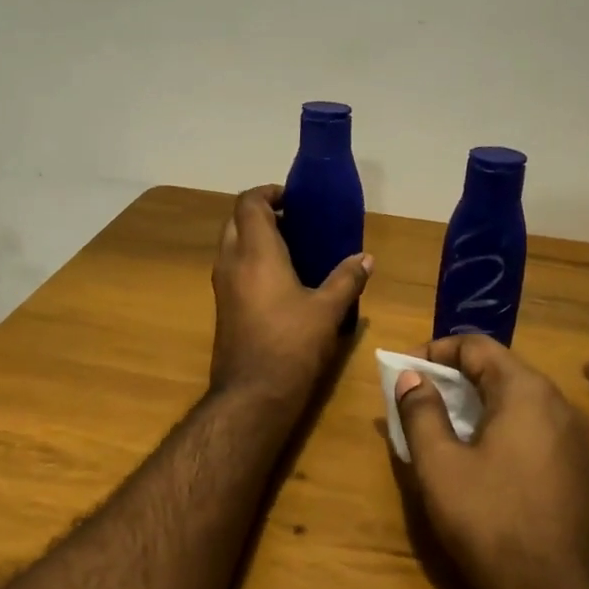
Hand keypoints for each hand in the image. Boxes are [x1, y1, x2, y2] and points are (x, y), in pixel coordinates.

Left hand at [210, 186, 371, 406]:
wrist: (252, 395)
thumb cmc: (291, 345)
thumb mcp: (328, 311)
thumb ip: (347, 279)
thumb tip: (366, 258)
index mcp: (255, 253)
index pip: (249, 203)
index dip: (268, 192)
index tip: (294, 199)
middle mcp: (231, 262)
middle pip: (236, 220)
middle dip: (262, 214)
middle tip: (295, 222)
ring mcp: (222, 286)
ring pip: (231, 245)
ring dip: (255, 238)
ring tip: (292, 249)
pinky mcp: (222, 307)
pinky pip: (233, 268)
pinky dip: (251, 261)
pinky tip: (281, 281)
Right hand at [394, 335, 588, 588]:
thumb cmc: (492, 523)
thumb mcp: (441, 466)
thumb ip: (421, 413)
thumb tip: (412, 377)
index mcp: (527, 392)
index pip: (476, 346)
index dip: (434, 351)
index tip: (402, 370)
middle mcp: (558, 404)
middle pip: (499, 369)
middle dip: (452, 377)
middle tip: (414, 397)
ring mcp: (574, 438)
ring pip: (516, 400)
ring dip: (473, 402)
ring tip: (437, 425)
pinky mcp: (577, 469)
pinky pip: (531, 427)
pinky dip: (497, 426)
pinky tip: (475, 456)